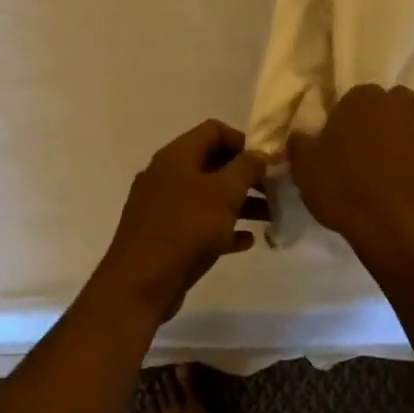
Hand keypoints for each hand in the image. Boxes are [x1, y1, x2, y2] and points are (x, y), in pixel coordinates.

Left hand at [96, 120, 268, 322]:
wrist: (140, 282)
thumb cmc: (186, 228)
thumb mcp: (224, 193)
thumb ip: (246, 167)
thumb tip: (259, 153)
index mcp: (176, 155)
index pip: (213, 130)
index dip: (243, 141)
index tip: (265, 163)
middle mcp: (166, 174)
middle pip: (211, 163)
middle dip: (244, 175)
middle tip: (273, 191)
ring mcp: (161, 206)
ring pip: (206, 196)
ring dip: (239, 203)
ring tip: (269, 218)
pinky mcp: (162, 235)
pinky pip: (197, 223)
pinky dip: (222, 228)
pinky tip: (245, 242)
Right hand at [287, 84, 413, 262]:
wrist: (402, 230)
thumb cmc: (346, 189)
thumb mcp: (305, 168)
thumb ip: (301, 144)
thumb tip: (301, 137)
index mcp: (365, 98)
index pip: (355, 99)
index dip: (348, 122)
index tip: (341, 146)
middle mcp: (403, 105)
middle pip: (393, 106)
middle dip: (384, 123)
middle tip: (368, 155)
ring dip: (411, 138)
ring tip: (395, 169)